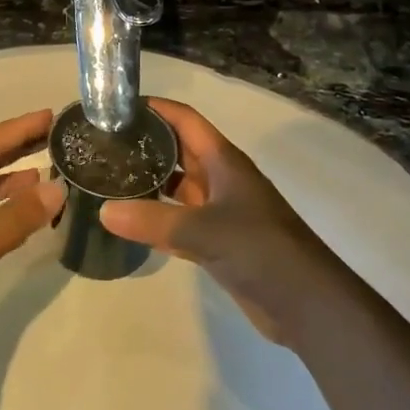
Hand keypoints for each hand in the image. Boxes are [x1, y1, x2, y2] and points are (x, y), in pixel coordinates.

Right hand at [99, 98, 340, 344]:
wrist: (306, 302)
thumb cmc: (260, 248)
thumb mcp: (204, 230)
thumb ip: (153, 220)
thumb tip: (103, 210)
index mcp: (223, 160)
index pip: (185, 120)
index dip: (156, 108)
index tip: (117, 106)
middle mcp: (221, 179)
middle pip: (179, 151)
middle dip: (146, 144)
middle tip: (102, 144)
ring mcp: (220, 212)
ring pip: (178, 188)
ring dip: (149, 184)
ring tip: (108, 180)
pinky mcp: (219, 243)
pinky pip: (180, 223)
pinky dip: (156, 222)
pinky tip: (127, 224)